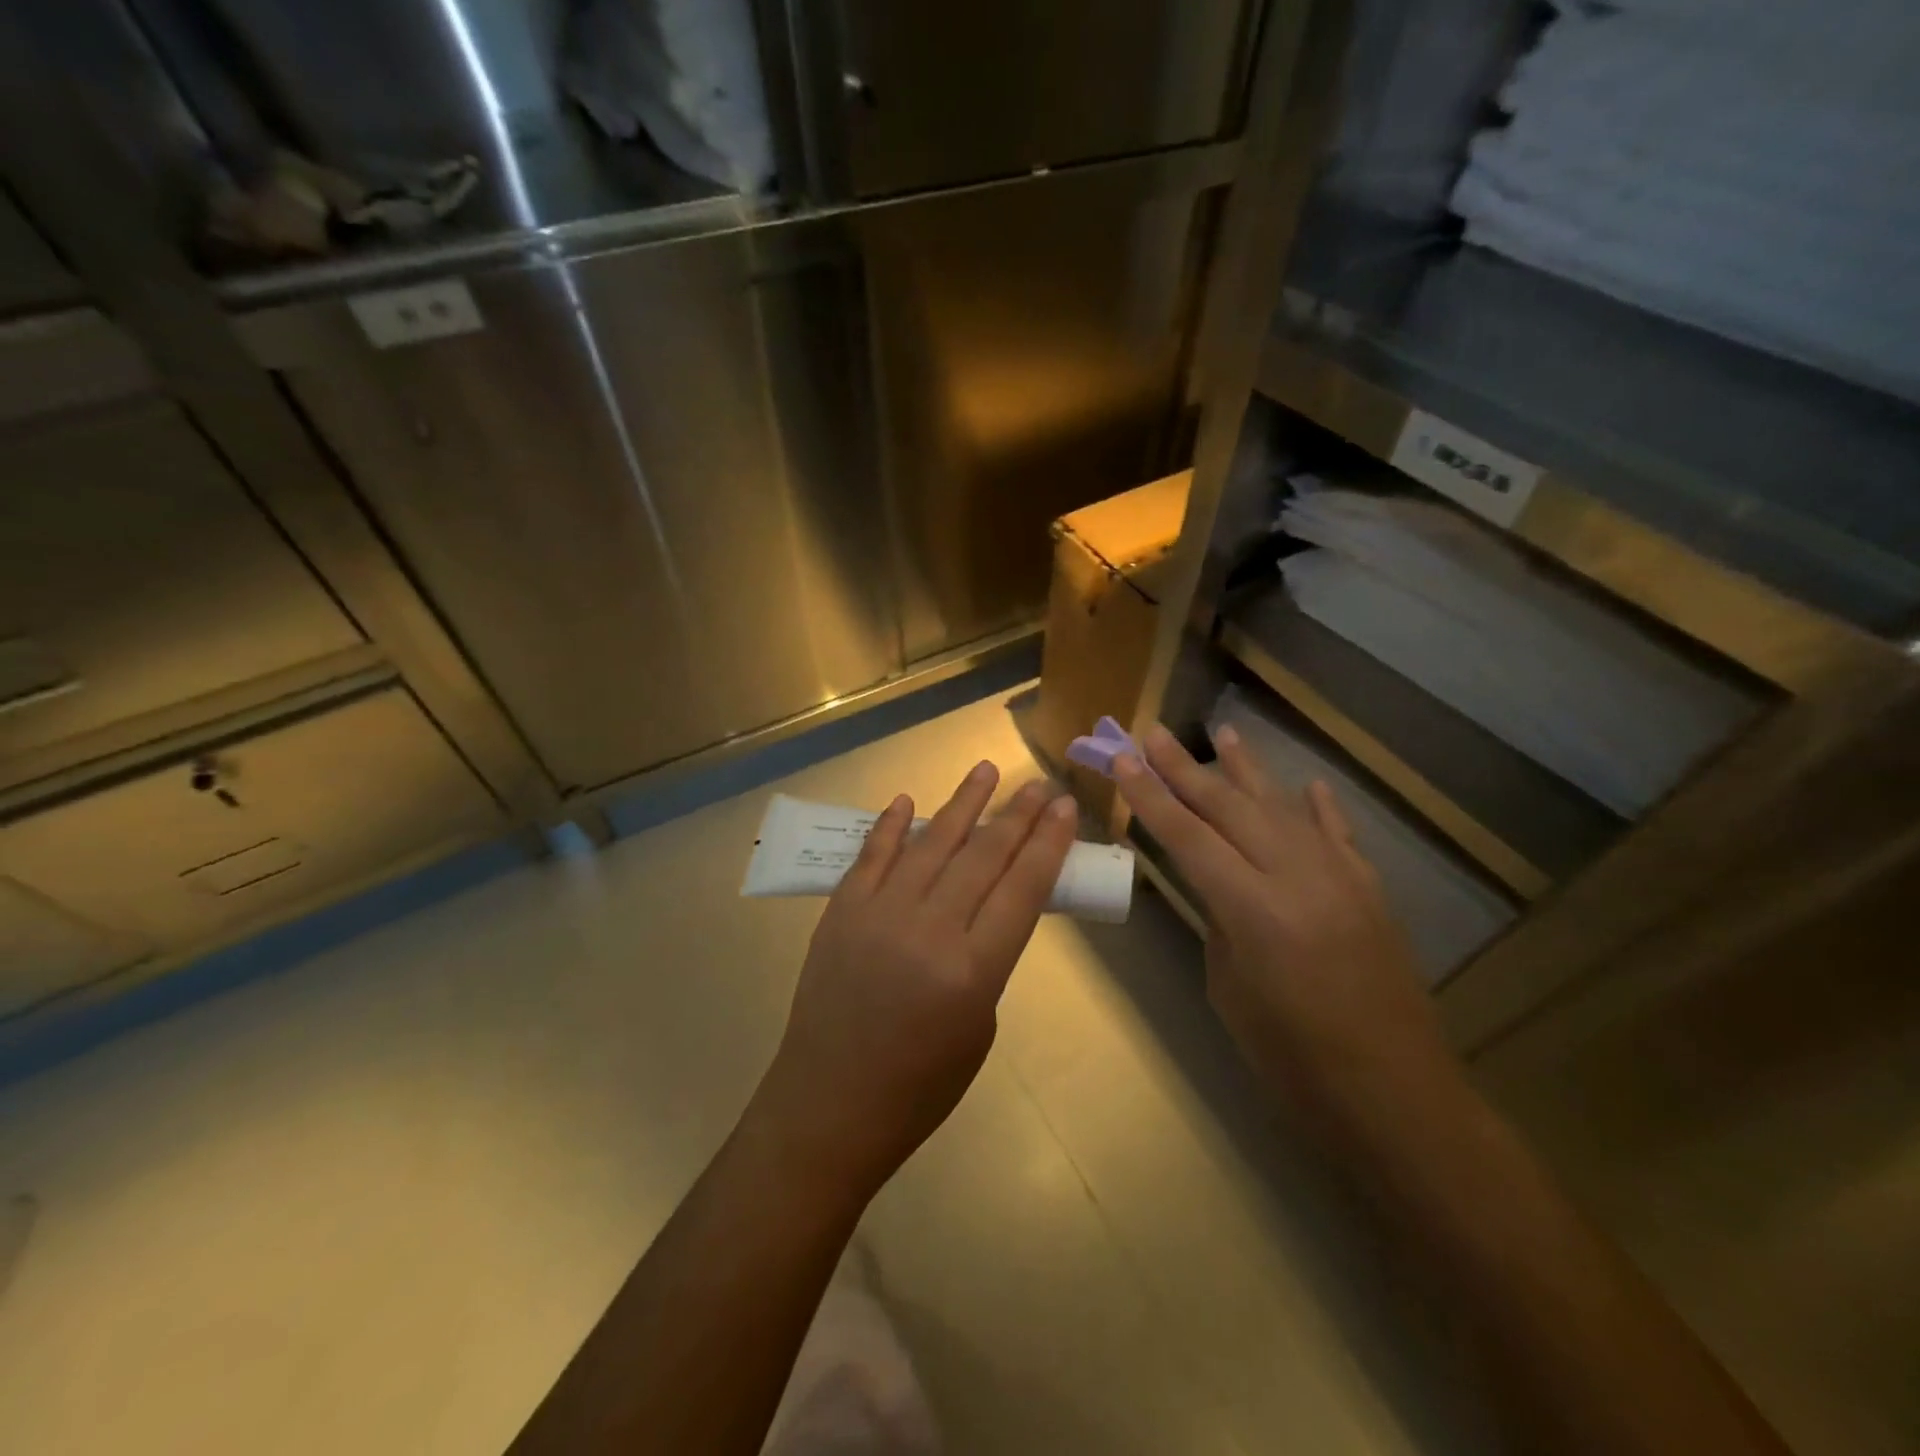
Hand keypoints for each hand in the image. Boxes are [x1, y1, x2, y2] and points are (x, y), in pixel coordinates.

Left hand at [751, 764, 1078, 1202]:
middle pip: (983, 856)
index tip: (1065, 807)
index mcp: (973, 970)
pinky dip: (892, 826)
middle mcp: (928, 930)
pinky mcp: (841, 911)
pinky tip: (909, 801)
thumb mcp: (978, 1027)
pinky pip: (872, 855)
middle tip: (1038, 784)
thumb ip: (986, 960)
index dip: (1048, 842)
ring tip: (987, 770)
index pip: (1023, 887)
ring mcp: (879, 914)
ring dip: (963, 803)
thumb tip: (984, 908)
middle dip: (1017, 815)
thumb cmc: (918, 1086)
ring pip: (931, 843)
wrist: (829, 1106)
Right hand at [1114, 724, 1456, 1126]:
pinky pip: (1339, 836)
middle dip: (1187, 769)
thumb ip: (1221, 922)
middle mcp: (1299, 878)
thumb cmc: (1293, 1060)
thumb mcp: (1232, 989)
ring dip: (1248, 771)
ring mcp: (1342, 878)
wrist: (1396, 1097)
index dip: (1151, 796)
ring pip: (1284, 808)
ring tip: (1223, 733)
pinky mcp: (1371, 891)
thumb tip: (1217, 884)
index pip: (1189, 837)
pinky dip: (1319, 809)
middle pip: (1231, 808)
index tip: (1124, 759)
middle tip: (1155, 733)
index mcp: (1254, 910)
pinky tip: (1307, 786)